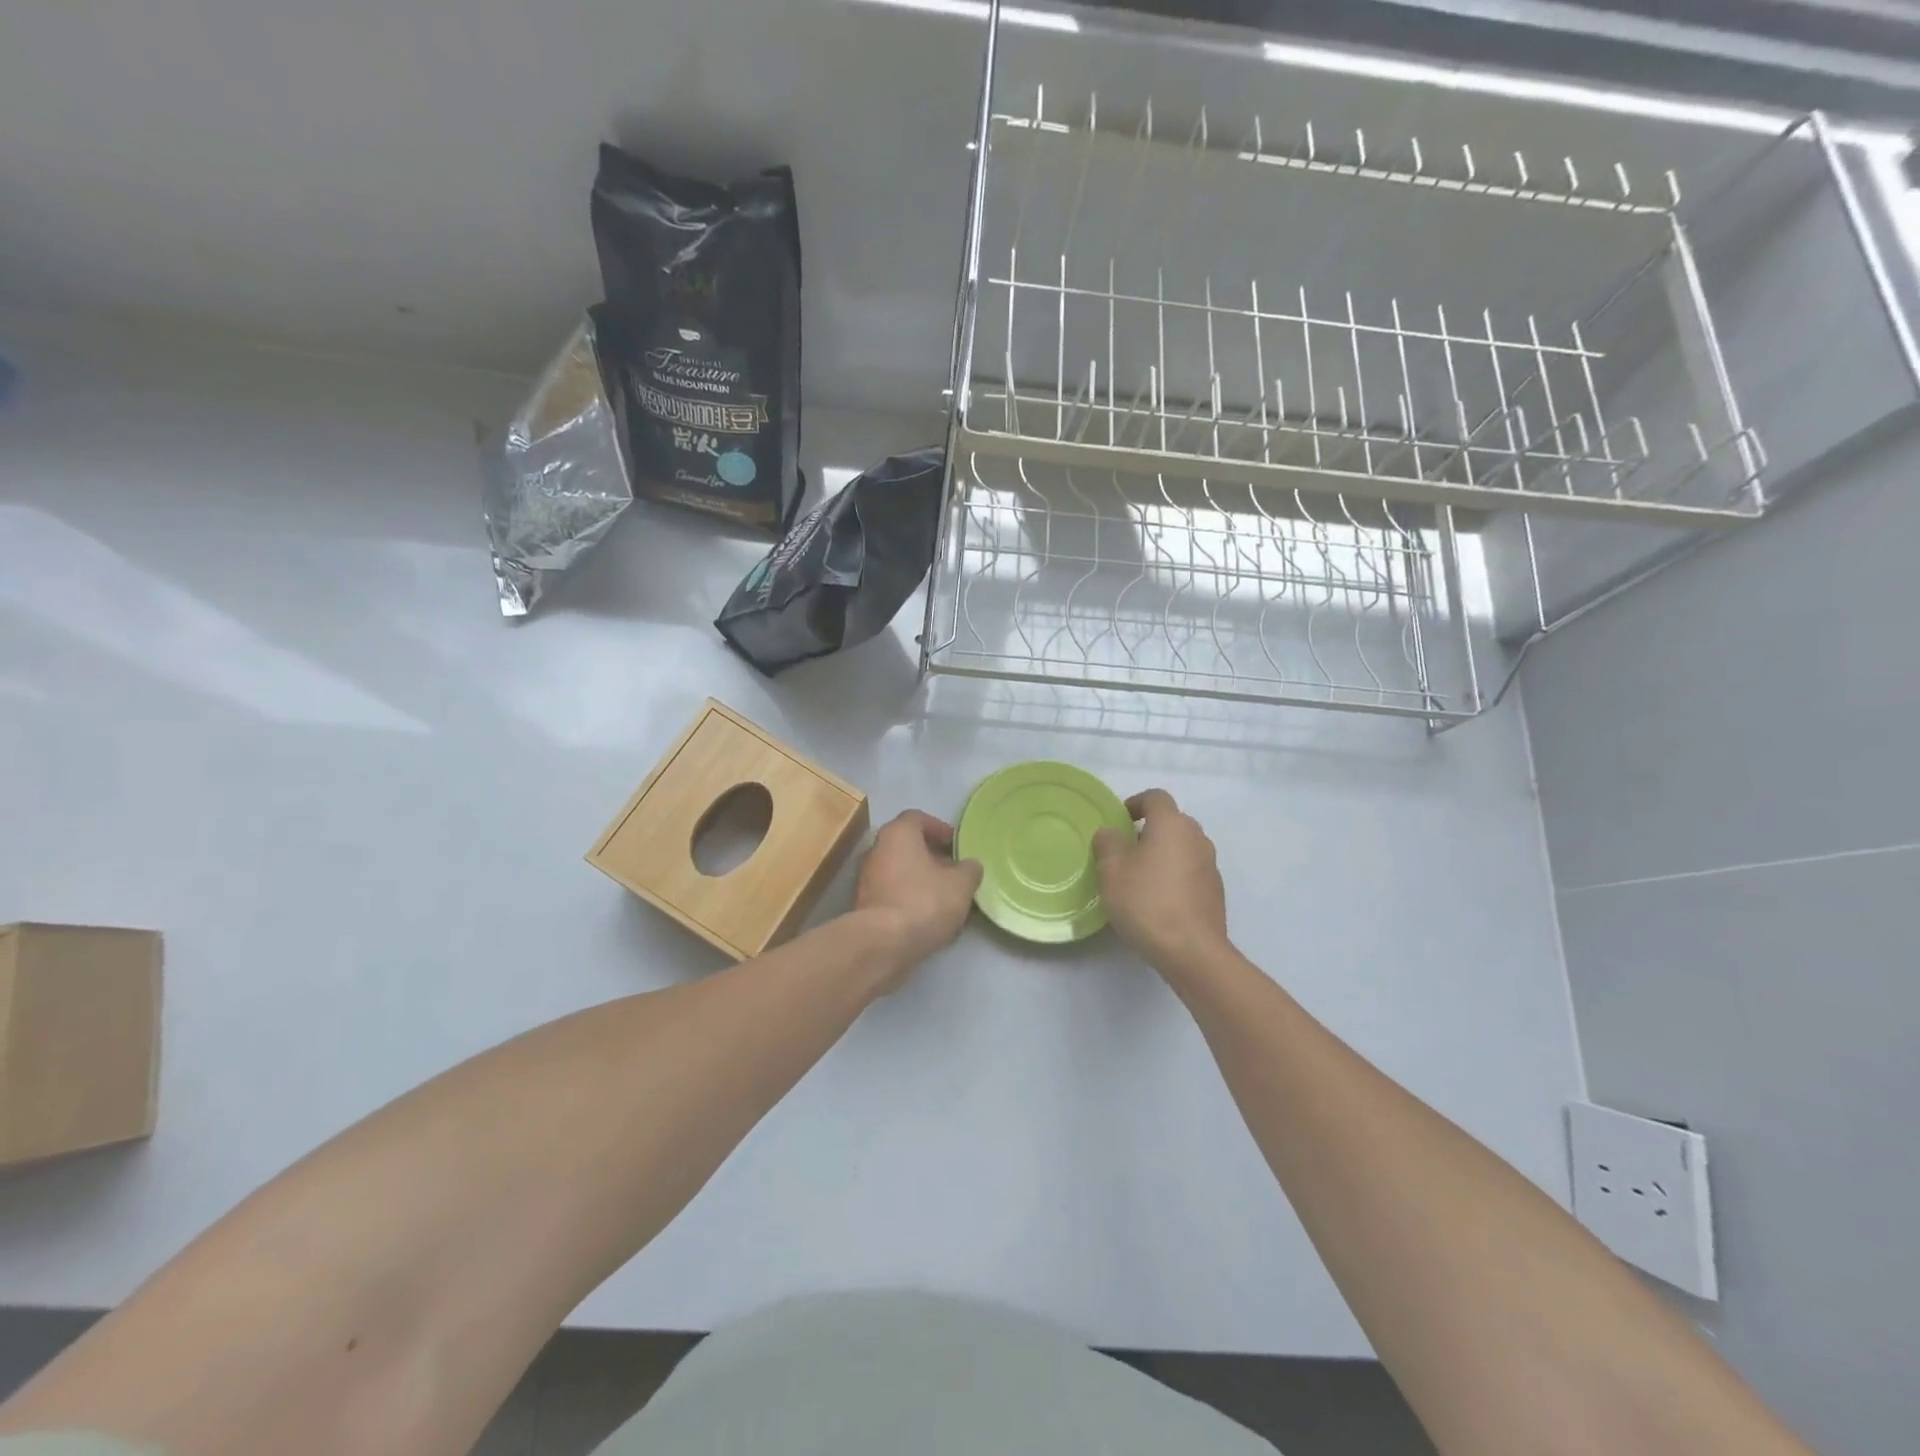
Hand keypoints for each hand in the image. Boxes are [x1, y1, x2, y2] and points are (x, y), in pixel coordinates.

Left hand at [852, 810, 983, 983]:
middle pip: (907, 846)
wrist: (882, 944)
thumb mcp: (961, 884)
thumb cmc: (924, 901)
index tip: (956, 845)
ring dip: (921, 880)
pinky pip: (892, 894)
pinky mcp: (864, 906)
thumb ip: (969, 870)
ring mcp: (866, 879)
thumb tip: (970, 866)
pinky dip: (909, 899)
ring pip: (899, 871)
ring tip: (945, 898)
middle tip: (954, 871)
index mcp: (898, 833)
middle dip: (931, 857)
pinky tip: (928, 918)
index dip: (939, 828)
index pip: (917, 818)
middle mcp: (876, 850)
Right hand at [1092, 789, 1229, 972]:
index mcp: (1172, 824)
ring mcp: (1211, 865)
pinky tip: (1159, 900)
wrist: (1192, 951)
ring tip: (1141, 878)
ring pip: (1183, 847)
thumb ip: (1107, 843)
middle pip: (1172, 821)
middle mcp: (1197, 838)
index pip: (1156, 797)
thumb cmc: (1147, 902)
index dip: (1136, 803)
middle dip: (1149, 830)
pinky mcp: (1216, 891)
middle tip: (1126, 851)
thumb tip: (1111, 833)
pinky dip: (1175, 876)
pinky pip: (1191, 871)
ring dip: (1163, 854)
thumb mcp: (1111, 871)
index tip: (1120, 820)